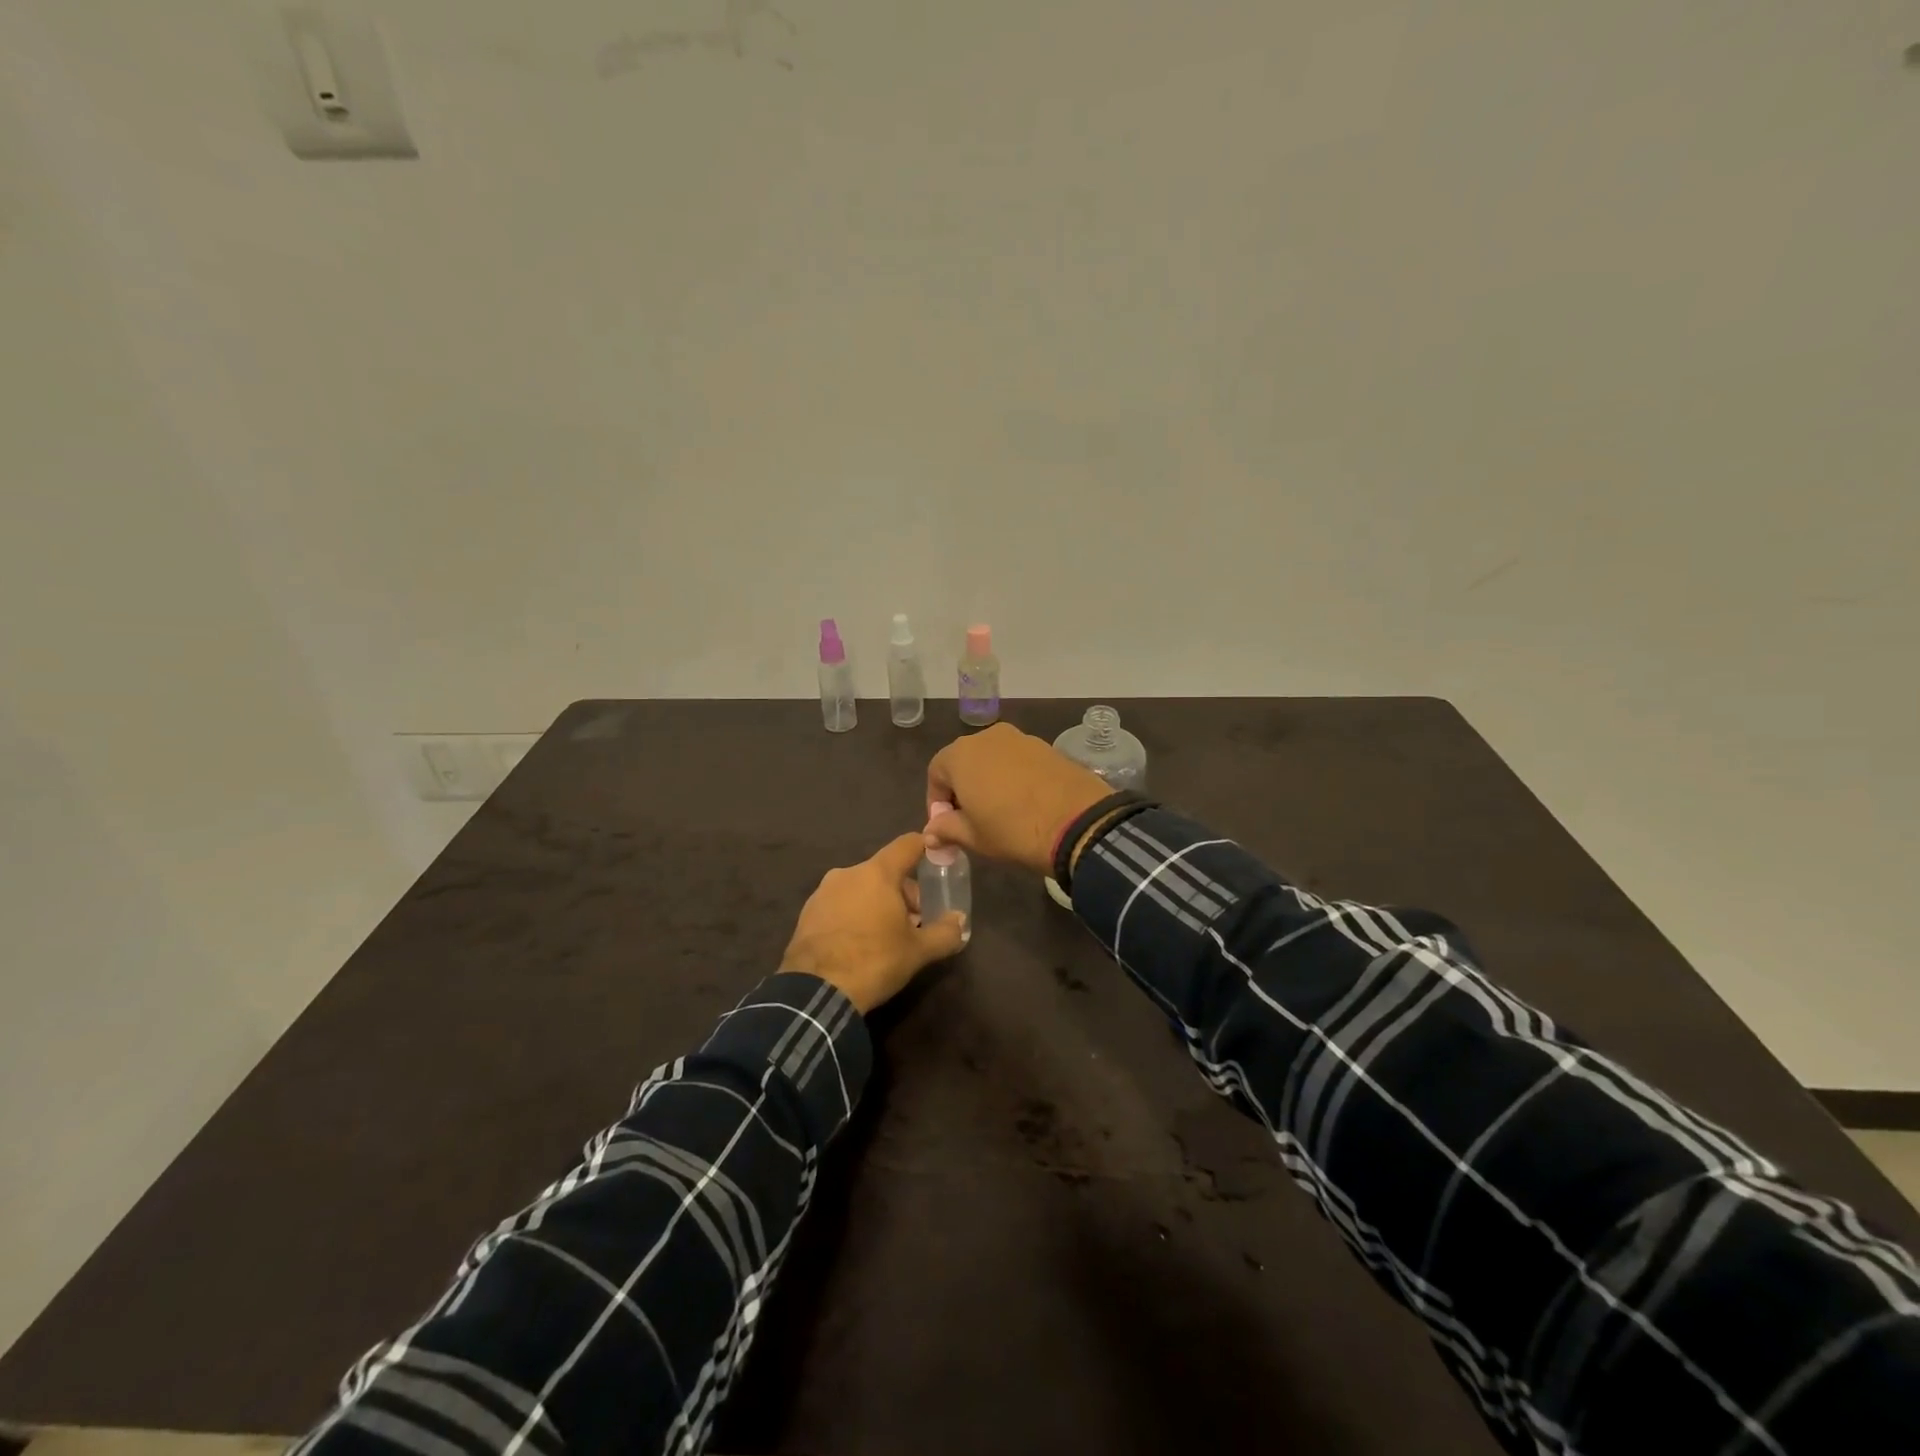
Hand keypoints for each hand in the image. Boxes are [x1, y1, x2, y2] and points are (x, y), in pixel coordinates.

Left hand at [781, 832, 966, 1012]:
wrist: (816, 992)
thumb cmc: (874, 961)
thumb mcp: (918, 951)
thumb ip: (945, 932)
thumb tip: (960, 921)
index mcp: (877, 873)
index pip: (907, 844)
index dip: (926, 848)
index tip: (938, 860)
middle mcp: (848, 873)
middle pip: (885, 871)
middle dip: (903, 891)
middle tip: (915, 920)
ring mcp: (822, 892)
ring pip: (860, 887)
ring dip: (877, 903)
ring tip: (886, 935)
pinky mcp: (807, 913)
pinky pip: (839, 904)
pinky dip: (854, 914)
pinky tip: (858, 943)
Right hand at [926, 723, 1108, 875]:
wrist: (1078, 822)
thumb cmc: (1013, 830)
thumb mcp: (974, 837)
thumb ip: (946, 829)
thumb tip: (930, 832)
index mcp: (961, 754)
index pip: (936, 773)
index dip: (936, 801)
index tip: (946, 826)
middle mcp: (987, 737)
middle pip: (964, 761)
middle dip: (962, 789)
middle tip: (971, 820)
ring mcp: (1020, 738)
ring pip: (993, 759)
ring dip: (989, 781)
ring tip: (999, 812)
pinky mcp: (1047, 746)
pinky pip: (1018, 760)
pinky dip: (1014, 777)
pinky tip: (1025, 802)